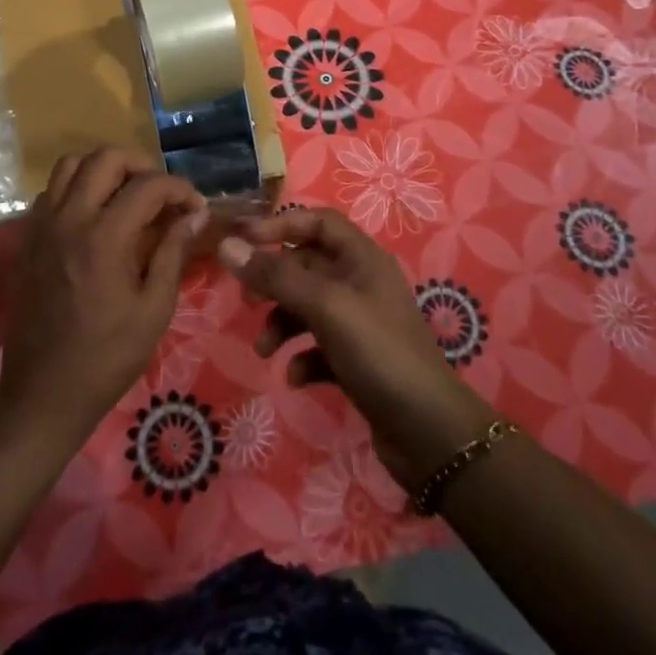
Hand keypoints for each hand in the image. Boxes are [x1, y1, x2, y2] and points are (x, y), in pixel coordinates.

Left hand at [0, 148, 207, 449]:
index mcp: (105, 238)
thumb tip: (194, 215)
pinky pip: (52, 191)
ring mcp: (42, 226)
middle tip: (160, 195)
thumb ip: (173, 253)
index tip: (195, 207)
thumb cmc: (107, 357)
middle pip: (105, 158)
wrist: (44, 393)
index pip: (148, 185)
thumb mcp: (154, 309)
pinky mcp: (27, 238)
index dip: (179, 188)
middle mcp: (69, 219)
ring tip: (126, 196)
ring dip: (104, 171)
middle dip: (141, 166)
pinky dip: (77, 188)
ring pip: (71, 165)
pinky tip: (94, 217)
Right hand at [219, 209, 493, 492]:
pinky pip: (318, 346)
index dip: (280, 224)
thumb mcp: (324, 307)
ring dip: (282, 323)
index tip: (243, 241)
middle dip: (274, 281)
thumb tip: (226, 245)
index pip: (317, 222)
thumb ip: (275, 276)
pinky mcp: (357, 360)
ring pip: (308, 307)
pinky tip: (297, 377)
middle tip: (247, 299)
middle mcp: (361, 283)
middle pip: (307, 265)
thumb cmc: (378, 352)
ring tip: (265, 349)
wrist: (428, 431)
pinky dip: (302, 356)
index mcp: (362, 258)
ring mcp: (360, 323)